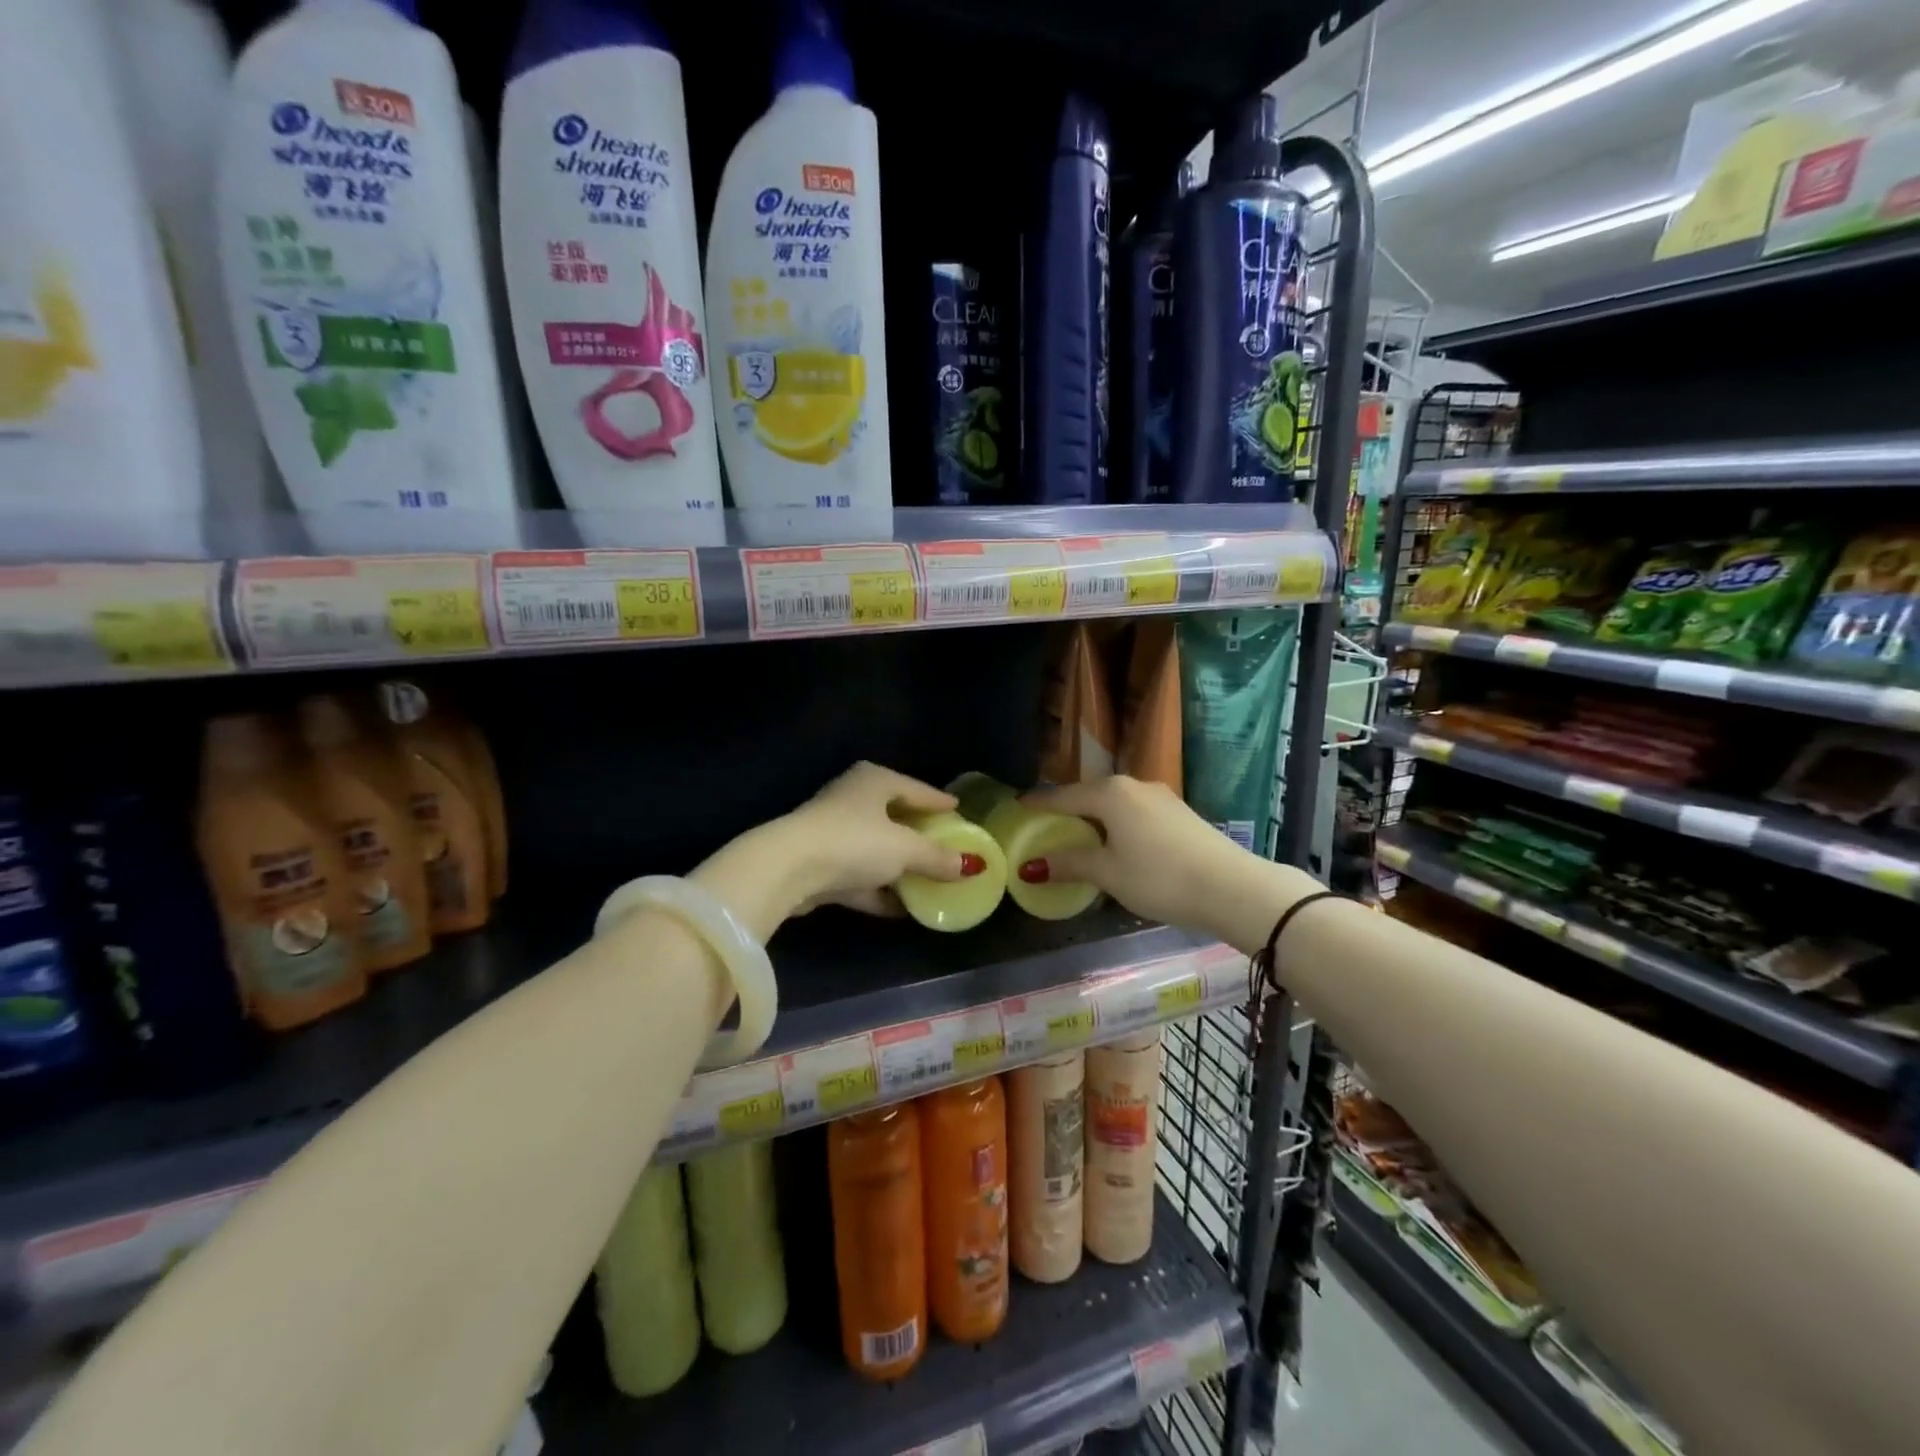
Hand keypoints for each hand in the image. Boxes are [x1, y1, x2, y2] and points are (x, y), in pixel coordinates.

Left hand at [783, 761, 971, 916]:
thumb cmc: (854, 842)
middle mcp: (853, 799)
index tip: (959, 811)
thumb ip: (938, 857)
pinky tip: (903, 907)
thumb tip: (970, 866)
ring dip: (900, 867)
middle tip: (948, 846)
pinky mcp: (820, 865)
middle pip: (896, 817)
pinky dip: (880, 889)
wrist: (788, 870)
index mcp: (874, 781)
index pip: (917, 789)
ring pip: (877, 848)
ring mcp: (833, 832)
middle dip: (921, 836)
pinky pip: (860, 875)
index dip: (940, 802)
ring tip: (931, 881)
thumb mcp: (905, 849)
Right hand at [1018, 775, 1256, 934]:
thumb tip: (1030, 867)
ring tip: (1077, 838)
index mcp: (1110, 793)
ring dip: (1093, 819)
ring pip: (1114, 804)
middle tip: (1044, 827)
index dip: (1038, 805)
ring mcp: (1160, 797)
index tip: (1017, 808)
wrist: (1232, 887)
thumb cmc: (1160, 877)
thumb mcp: (1108, 873)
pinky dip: (1116, 825)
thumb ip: (1069, 864)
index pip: (1062, 796)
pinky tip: (1116, 844)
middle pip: (1089, 796)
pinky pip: (1134, 813)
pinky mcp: (1179, 812)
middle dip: (1066, 811)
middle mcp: (1134, 785)